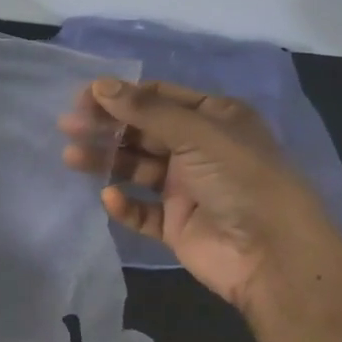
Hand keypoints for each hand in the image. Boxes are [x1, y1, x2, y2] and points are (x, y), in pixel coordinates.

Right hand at [62, 78, 339, 311]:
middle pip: (142, 131)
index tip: (84, 99)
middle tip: (68, 126)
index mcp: (214, 119)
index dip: (122, 96)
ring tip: (72, 158)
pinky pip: (141, 209)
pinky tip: (110, 198)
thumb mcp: (197, 134)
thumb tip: (100, 85)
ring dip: (106, 160)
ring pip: (136, 168)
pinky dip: (124, 203)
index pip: (159, 97)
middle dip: (106, 127)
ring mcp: (187, 188)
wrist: (273, 256)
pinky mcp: (176, 223)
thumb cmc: (241, 179)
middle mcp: (199, 149)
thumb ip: (146, 110)